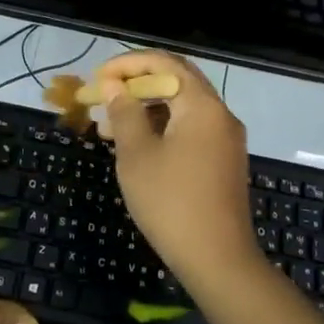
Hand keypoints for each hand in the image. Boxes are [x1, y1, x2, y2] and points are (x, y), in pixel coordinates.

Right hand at [97, 52, 258, 287]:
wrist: (219, 261)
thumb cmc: (171, 202)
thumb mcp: (137, 155)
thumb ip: (124, 113)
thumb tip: (114, 86)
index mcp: (202, 105)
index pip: (164, 63)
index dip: (128, 64)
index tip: (98, 77)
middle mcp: (220, 113)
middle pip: (176, 81)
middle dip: (136, 85)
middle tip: (103, 96)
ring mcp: (225, 138)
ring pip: (182, 107)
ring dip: (147, 108)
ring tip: (109, 126)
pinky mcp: (224, 161)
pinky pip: (191, 128)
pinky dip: (163, 127)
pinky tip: (137, 146)